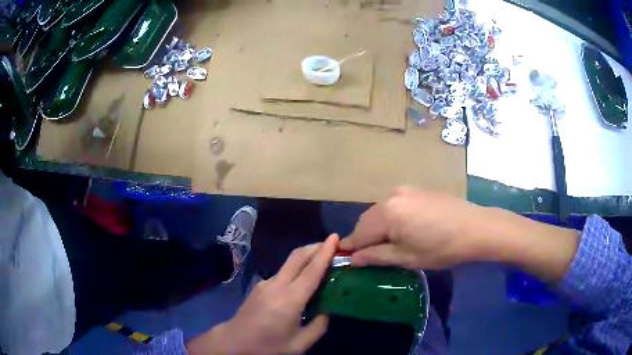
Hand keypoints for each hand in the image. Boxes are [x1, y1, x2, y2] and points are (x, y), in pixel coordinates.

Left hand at [187, 234, 338, 354]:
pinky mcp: (259, 285)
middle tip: (333, 246)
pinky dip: (296, 270)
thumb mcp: (299, 344)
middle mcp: (276, 285)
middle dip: (315, 246)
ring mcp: (265, 283)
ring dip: (306, 257)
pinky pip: (282, 273)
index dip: (325, 252)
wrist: (234, 342)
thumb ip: (318, 326)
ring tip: (321, 263)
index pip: (311, 271)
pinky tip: (301, 282)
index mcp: (289, 300)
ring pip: (289, 263)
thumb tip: (327, 310)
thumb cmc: (268, 346)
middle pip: (297, 256)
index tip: (335, 237)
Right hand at [340, 186, 578, 281]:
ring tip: (389, 245)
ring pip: (381, 212)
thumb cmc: (441, 248)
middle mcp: (391, 196)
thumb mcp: (406, 257)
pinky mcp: (418, 190)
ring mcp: (406, 190)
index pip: (359, 233)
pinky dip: (392, 219)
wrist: (476, 228)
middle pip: (368, 220)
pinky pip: (395, 205)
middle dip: (365, 238)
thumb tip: (353, 259)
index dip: (351, 248)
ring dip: (379, 228)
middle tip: (370, 256)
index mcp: (387, 213)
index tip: (345, 259)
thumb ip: (376, 256)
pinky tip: (404, 230)